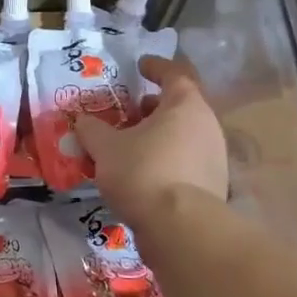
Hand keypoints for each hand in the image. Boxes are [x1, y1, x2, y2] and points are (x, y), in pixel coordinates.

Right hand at [75, 56, 227, 224]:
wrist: (181, 230)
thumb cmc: (143, 172)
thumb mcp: (105, 148)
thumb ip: (91, 130)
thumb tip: (81, 121)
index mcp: (186, 105)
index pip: (174, 74)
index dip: (156, 67)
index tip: (140, 66)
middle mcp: (207, 126)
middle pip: (180, 106)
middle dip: (153, 107)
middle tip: (130, 112)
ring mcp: (215, 157)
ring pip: (184, 135)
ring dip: (159, 136)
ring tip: (130, 146)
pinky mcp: (214, 186)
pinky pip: (187, 161)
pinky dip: (167, 159)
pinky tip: (143, 174)